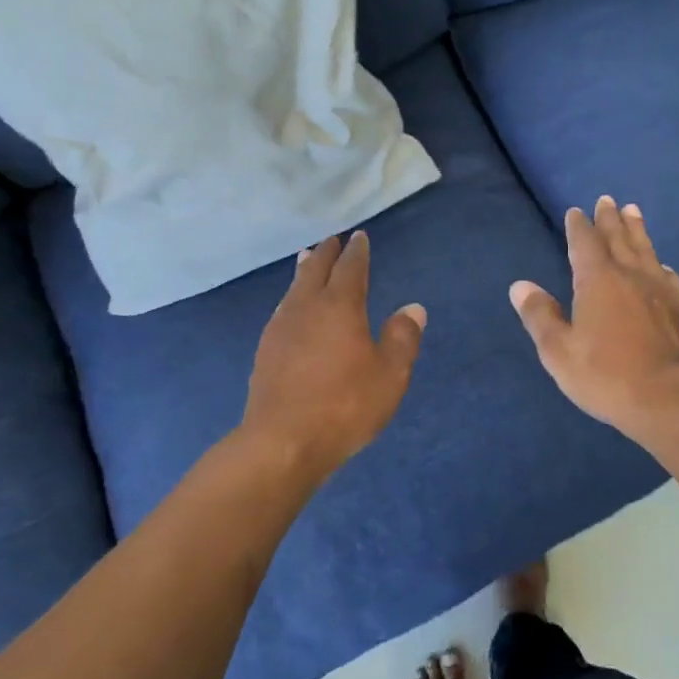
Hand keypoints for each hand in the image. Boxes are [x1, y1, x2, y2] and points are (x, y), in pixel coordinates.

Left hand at [241, 231, 425, 477]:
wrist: (281, 441)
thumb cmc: (345, 406)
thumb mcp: (389, 376)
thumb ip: (402, 338)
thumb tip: (413, 309)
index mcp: (340, 307)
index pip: (350, 268)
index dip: (357, 251)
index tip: (360, 237)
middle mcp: (306, 308)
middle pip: (315, 270)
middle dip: (326, 253)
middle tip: (332, 240)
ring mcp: (280, 328)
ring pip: (294, 288)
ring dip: (304, 271)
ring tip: (306, 259)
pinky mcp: (265, 350)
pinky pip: (282, 309)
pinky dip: (292, 297)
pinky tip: (291, 307)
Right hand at [510, 197, 678, 436]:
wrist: (670, 399)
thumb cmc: (607, 374)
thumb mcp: (559, 351)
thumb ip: (540, 316)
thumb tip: (521, 286)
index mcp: (597, 280)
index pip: (585, 243)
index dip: (579, 227)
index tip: (575, 211)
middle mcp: (629, 276)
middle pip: (618, 238)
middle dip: (609, 219)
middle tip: (607, 199)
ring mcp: (658, 291)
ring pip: (645, 250)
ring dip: (637, 230)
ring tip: (633, 211)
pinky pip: (667, 276)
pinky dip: (659, 264)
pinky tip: (662, 267)